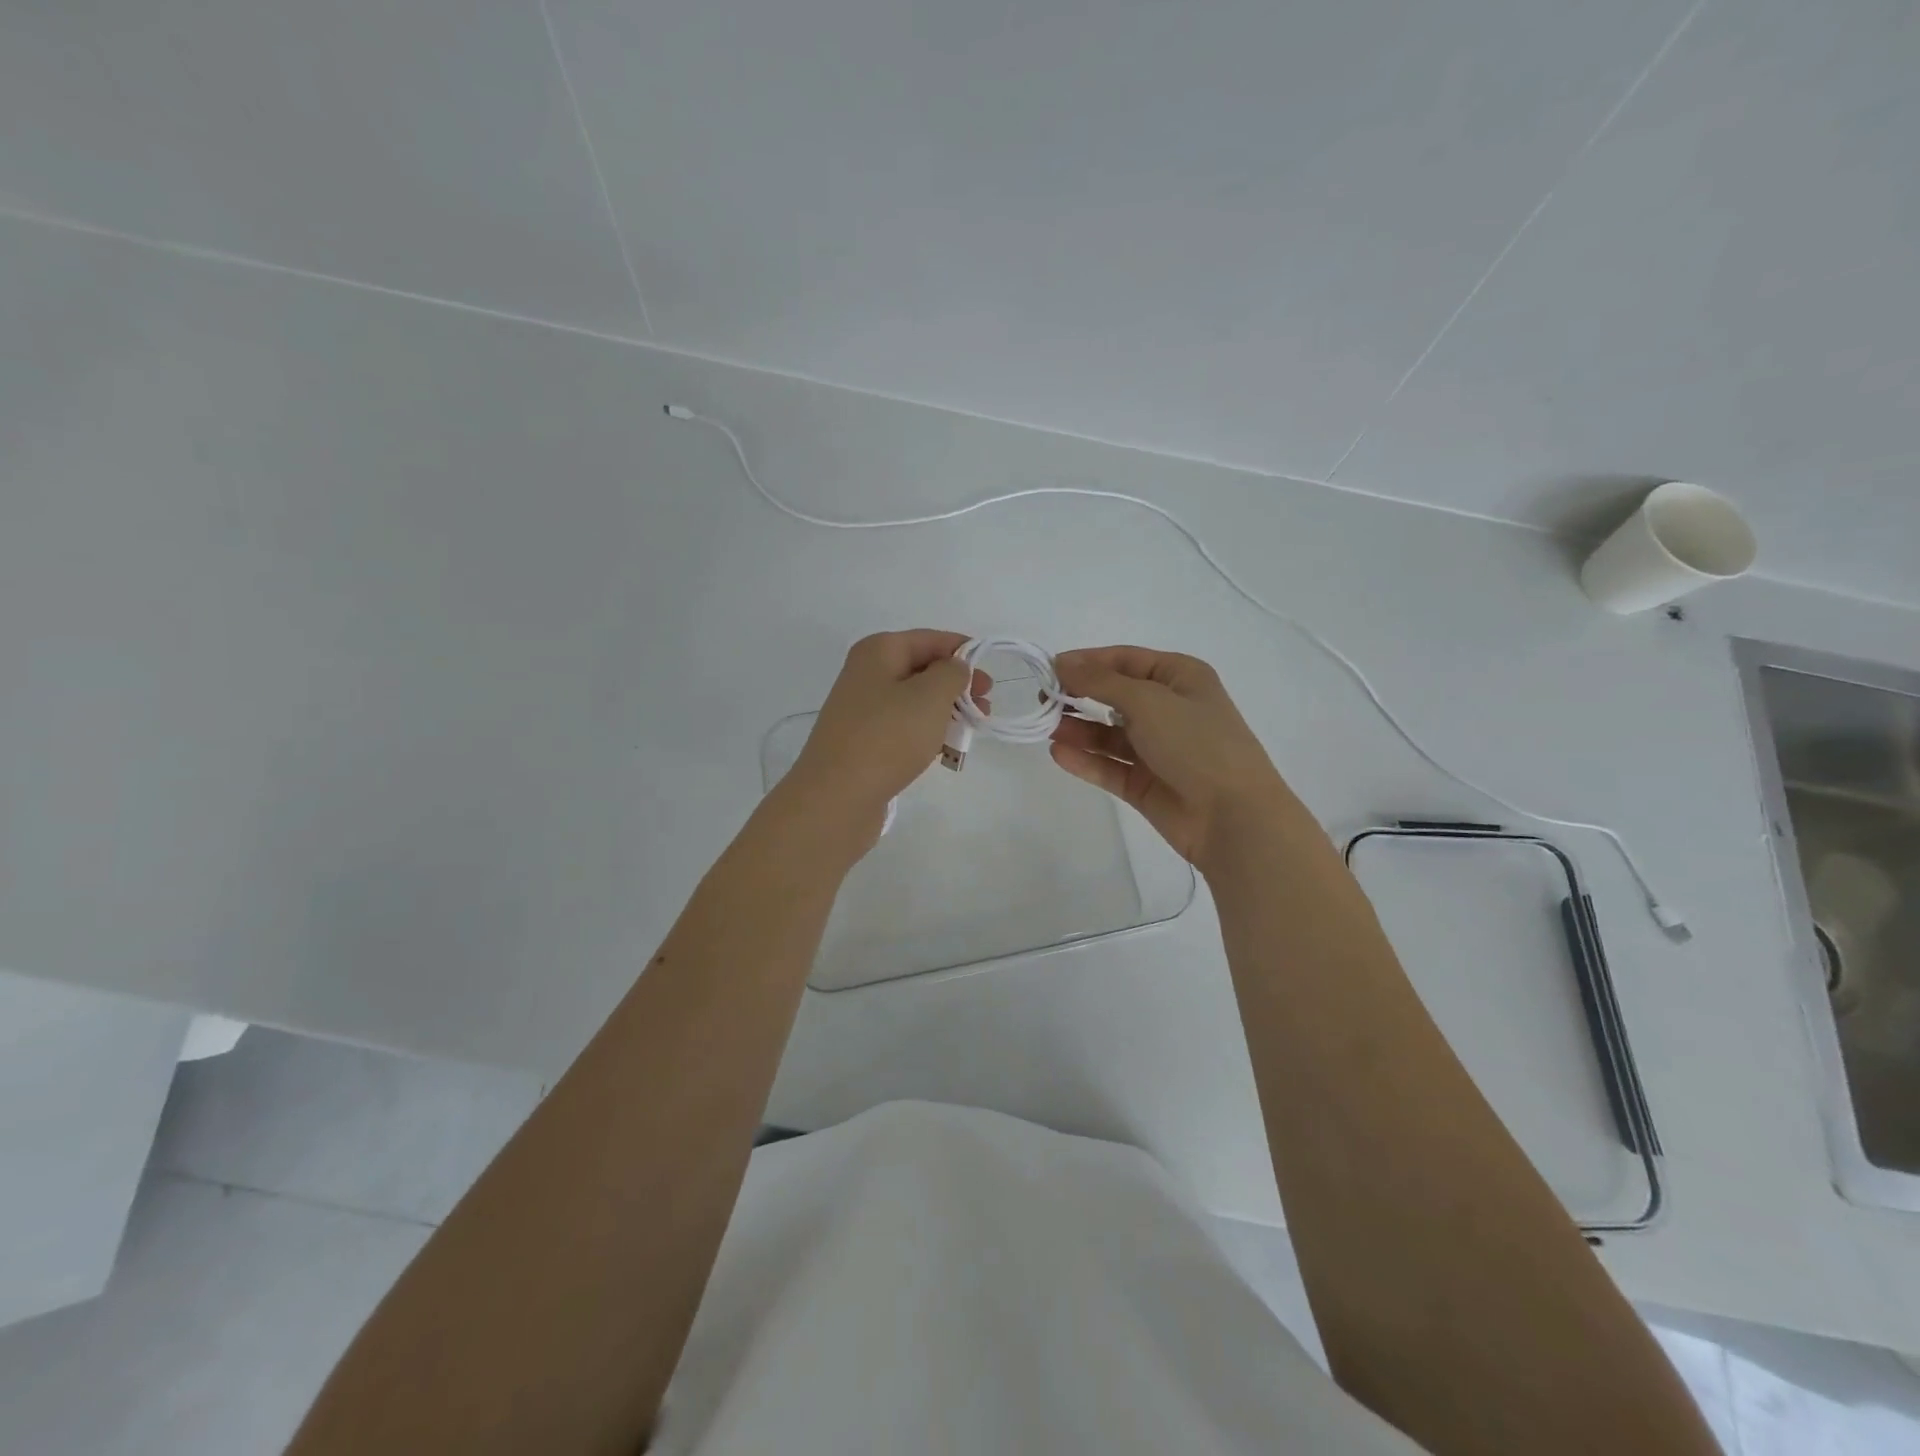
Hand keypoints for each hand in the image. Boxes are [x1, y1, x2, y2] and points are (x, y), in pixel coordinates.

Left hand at [783, 630, 988, 835]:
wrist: (836, 797)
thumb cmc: (887, 737)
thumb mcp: (930, 696)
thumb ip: (952, 673)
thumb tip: (955, 667)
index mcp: (878, 651)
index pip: (931, 640)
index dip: (964, 652)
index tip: (991, 677)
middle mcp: (866, 674)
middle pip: (922, 670)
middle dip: (957, 686)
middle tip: (985, 707)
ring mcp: (862, 710)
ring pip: (914, 701)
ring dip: (945, 712)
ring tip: (970, 732)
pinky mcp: (863, 742)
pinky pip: (903, 728)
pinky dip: (926, 733)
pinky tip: (943, 751)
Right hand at [1050, 645, 1287, 869]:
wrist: (1233, 816)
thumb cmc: (1196, 743)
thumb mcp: (1148, 700)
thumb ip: (1101, 681)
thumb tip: (1062, 662)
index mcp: (1180, 678)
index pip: (1125, 660)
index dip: (1087, 661)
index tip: (1050, 670)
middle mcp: (1169, 709)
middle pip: (1114, 695)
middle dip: (1079, 695)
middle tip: (1043, 701)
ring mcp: (1157, 749)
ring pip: (1108, 733)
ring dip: (1079, 728)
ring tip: (1049, 728)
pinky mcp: (1145, 784)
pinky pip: (1109, 766)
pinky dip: (1086, 759)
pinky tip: (1060, 753)